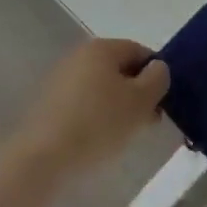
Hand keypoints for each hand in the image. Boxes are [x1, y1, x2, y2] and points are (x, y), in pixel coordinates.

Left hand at [11, 38, 168, 180]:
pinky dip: (96, 117)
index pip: (140, 51)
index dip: (157, 75)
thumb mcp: (141, 101)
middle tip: (148, 122)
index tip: (163, 103)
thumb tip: (157, 69)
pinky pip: (83, 105)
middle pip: (120, 70)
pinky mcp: (49, 104)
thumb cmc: (98, 124)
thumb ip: (158, 79)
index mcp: (102, 48)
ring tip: (125, 135)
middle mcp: (79, 56)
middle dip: (138, 93)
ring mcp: (61, 79)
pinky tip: (99, 140)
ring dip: (118, 107)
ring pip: (101, 89)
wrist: (43, 158)